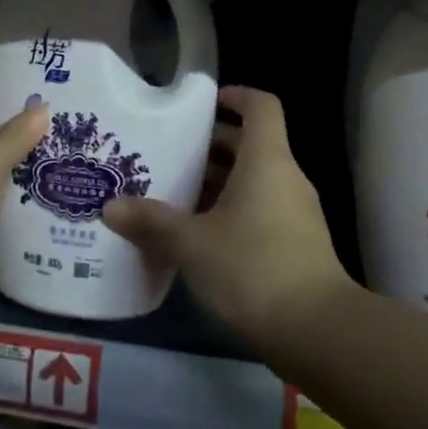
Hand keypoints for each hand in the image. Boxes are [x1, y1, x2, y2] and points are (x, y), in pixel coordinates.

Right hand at [102, 86, 349, 339]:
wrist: (316, 331)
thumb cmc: (252, 267)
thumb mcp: (192, 243)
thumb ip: (151, 222)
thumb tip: (111, 208)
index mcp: (267, 162)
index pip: (261, 107)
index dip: (236, 97)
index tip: (205, 103)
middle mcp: (286, 179)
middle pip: (251, 146)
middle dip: (210, 148)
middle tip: (169, 155)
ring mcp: (296, 214)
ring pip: (253, 182)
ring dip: (216, 184)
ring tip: (173, 196)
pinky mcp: (296, 245)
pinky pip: (259, 211)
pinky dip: (229, 212)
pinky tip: (196, 236)